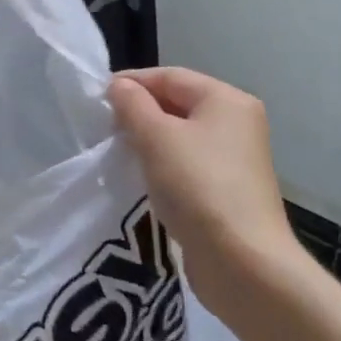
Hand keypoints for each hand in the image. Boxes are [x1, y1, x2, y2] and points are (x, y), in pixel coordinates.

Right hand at [107, 68, 303, 325]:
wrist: (243, 263)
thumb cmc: (198, 186)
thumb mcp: (156, 137)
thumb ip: (132, 105)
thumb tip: (120, 87)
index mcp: (227, 100)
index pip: (170, 76)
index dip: (132, 82)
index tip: (97, 97)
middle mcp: (237, 123)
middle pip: (178, 103)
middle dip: (140, 111)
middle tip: (104, 126)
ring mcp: (235, 159)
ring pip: (181, 135)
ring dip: (149, 140)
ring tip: (118, 151)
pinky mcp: (228, 190)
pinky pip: (188, 164)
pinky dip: (163, 164)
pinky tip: (141, 177)